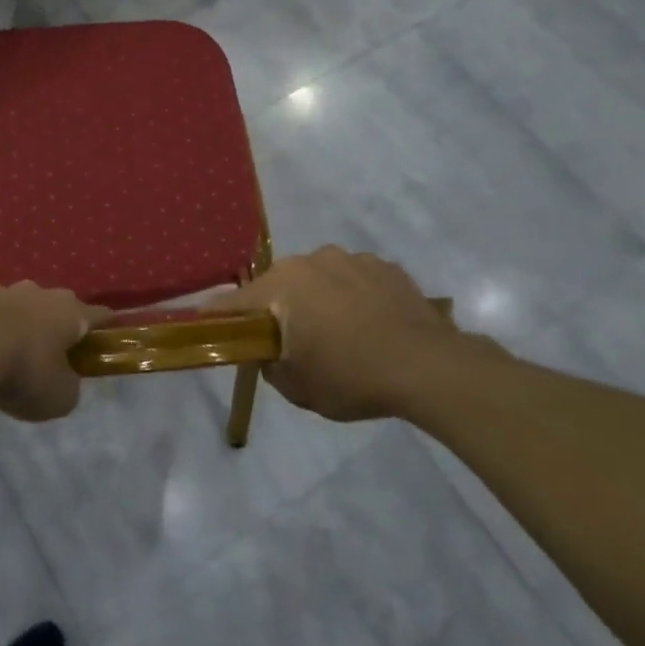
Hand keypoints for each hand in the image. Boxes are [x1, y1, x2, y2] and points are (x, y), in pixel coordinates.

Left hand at [0, 283, 111, 421]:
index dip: (106, 325)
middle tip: (55, 348)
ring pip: (22, 302)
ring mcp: (5, 291)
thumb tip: (64, 379)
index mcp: (70, 313)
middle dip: (59, 322)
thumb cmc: (23, 372)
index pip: (99, 314)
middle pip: (58, 304)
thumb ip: (69, 386)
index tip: (110, 331)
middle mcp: (41, 293)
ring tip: (13, 344)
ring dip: (22, 319)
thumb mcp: (60, 397)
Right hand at [223, 247, 465, 422]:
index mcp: (280, 285)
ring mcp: (350, 258)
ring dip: (318, 300)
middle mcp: (310, 260)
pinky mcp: (384, 266)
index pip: (233, 302)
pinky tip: (370, 325)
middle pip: (278, 287)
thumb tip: (269, 352)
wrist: (429, 367)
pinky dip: (352, 297)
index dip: (220, 319)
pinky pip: (353, 280)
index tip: (215, 332)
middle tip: (292, 344)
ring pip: (318, 279)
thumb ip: (269, 365)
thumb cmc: (351, 377)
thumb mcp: (296, 387)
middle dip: (279, 311)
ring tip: (340, 334)